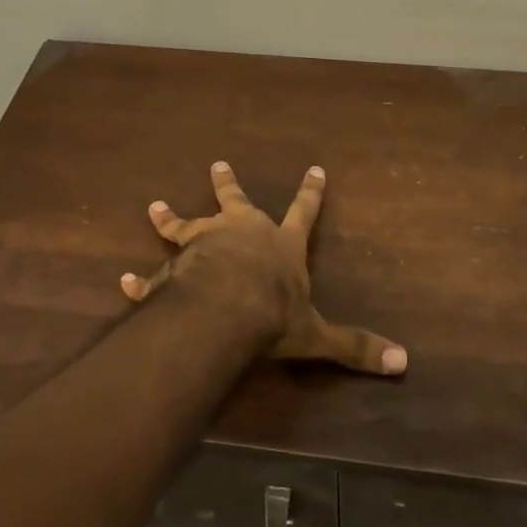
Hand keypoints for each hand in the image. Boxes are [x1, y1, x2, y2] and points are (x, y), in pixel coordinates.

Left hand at [121, 161, 407, 375]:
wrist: (225, 311)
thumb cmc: (274, 314)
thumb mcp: (318, 334)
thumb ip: (356, 347)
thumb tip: (403, 363)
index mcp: (280, 245)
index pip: (304, 212)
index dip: (311, 192)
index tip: (315, 168)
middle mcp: (242, 234)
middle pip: (235, 202)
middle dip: (228, 184)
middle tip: (218, 163)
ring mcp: (205, 246)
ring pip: (186, 225)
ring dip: (171, 217)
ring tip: (155, 207)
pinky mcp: (176, 269)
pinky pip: (154, 274)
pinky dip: (139, 279)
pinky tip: (123, 280)